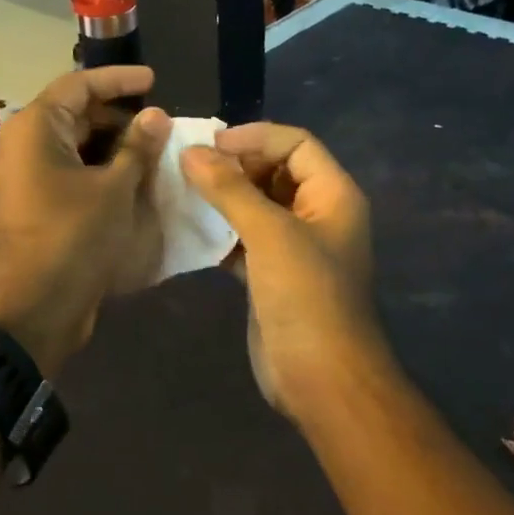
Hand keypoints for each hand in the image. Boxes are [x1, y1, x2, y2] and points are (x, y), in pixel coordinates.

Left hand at [0, 66, 168, 374]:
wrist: (33, 308)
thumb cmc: (74, 238)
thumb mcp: (115, 189)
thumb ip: (137, 147)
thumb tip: (156, 115)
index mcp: (34, 128)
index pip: (78, 85)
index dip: (118, 80)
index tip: (154, 81)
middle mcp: (21, 144)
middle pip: (74, 114)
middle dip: (117, 116)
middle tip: (159, 125)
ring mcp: (23, 176)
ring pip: (72, 145)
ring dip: (111, 145)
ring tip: (152, 152)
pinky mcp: (32, 203)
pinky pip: (67, 171)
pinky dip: (97, 169)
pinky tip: (130, 179)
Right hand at [181, 123, 392, 422]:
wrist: (320, 377)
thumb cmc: (305, 296)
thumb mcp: (270, 234)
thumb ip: (230, 190)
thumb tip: (191, 152)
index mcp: (332, 196)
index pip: (296, 144)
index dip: (255, 137)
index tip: (211, 145)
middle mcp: (316, 215)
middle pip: (274, 171)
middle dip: (234, 165)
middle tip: (188, 166)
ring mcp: (293, 247)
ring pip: (255, 206)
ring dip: (222, 198)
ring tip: (180, 190)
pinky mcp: (271, 275)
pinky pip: (243, 239)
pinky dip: (218, 231)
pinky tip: (187, 229)